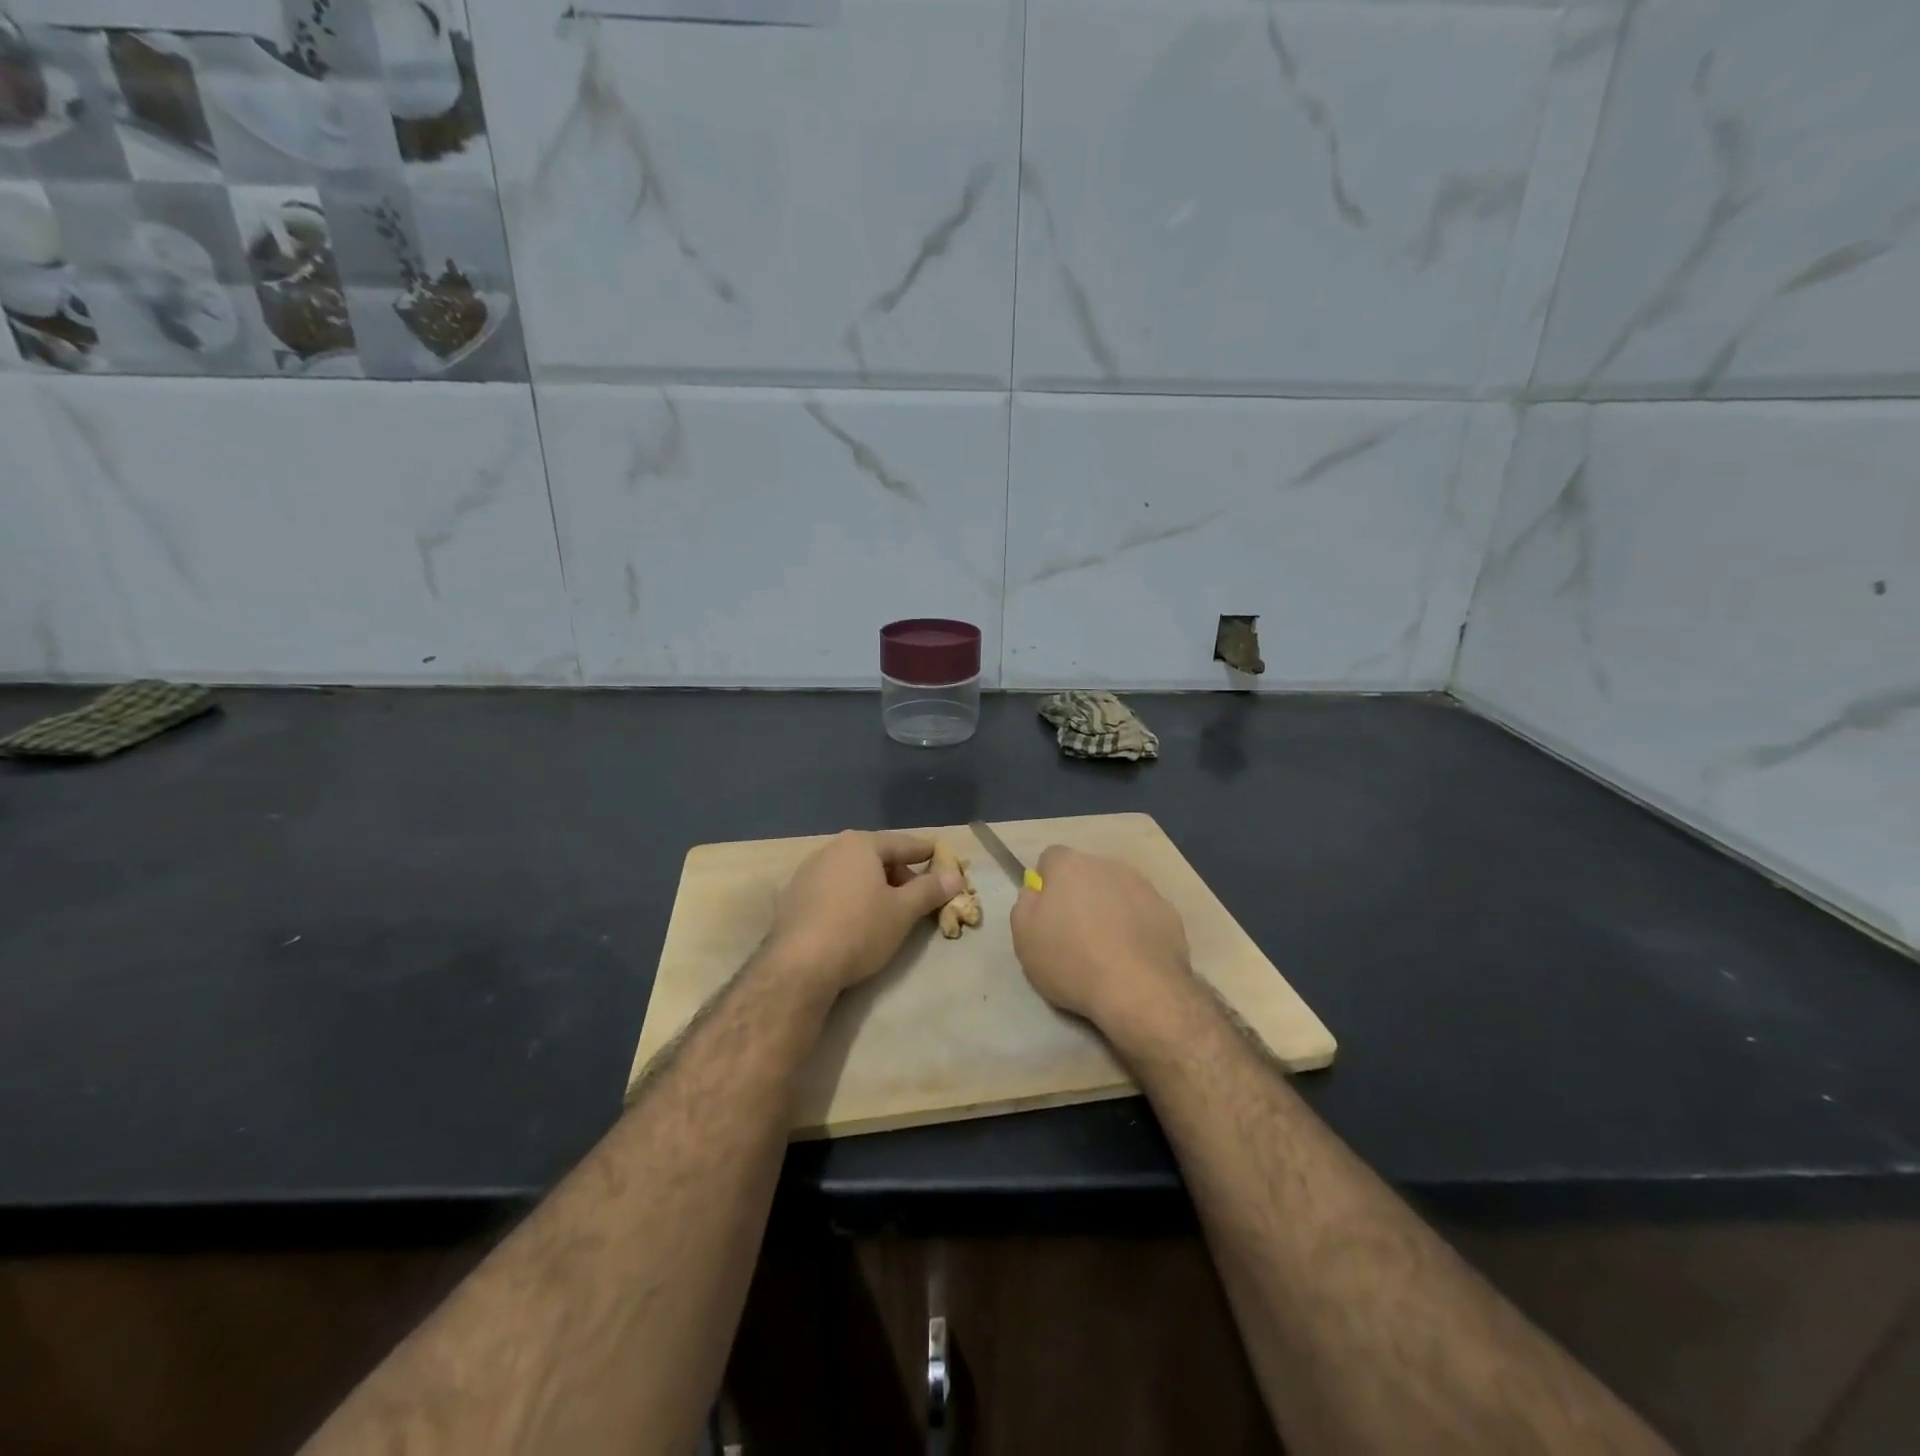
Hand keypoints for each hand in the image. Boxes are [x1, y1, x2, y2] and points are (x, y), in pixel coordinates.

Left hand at [766, 830, 963, 997]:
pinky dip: (850, 899)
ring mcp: (807, 873)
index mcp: (860, 844)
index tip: (942, 857)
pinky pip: (832, 891)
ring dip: (874, 887)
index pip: (903, 844)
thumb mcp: (903, 911)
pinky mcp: (793, 898)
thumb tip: (955, 877)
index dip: (926, 853)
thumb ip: (930, 890)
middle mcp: (831, 850)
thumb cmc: (859, 929)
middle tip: (918, 896)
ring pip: (853, 874)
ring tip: (889, 911)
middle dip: (900, 874)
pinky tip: (856, 922)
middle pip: (876, 857)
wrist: (799, 966)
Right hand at [1011, 846, 1190, 1028]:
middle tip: (1075, 933)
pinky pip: (1143, 912)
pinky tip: (1133, 957)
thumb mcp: (1024, 937)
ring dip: (1110, 909)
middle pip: (1087, 873)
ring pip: (1118, 890)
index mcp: (1070, 866)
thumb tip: (1036, 891)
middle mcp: (1107, 865)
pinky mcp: (1168, 911)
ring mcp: (1143, 886)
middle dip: (1080, 894)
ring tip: (1107, 949)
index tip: (1047, 913)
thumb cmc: (1072, 961)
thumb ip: (1025, 904)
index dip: (1047, 883)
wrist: (1139, 990)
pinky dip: (1136, 927)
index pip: (1051, 858)